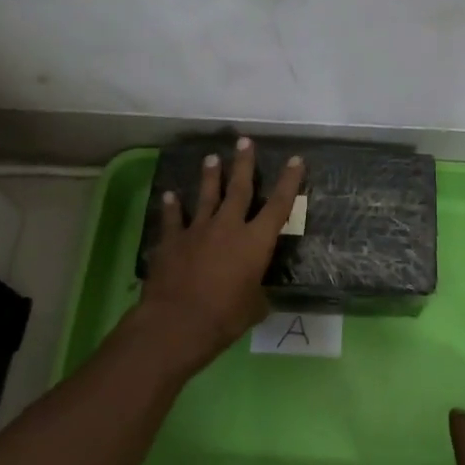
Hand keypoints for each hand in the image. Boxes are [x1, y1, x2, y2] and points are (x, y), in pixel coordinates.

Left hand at [136, 136, 305, 372]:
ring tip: (211, 157)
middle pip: (239, 188)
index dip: (289, 182)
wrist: (177, 323)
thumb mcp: (254, 309)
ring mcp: (197, 231)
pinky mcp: (172, 241)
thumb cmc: (224, 318)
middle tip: (244, 141)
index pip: (278, 205)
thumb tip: (257, 294)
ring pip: (206, 196)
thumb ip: (257, 293)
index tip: (295, 159)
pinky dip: (172, 207)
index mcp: (255, 242)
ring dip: (210, 176)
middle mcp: (228, 227)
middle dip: (243, 163)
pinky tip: (170, 195)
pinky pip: (172, 219)